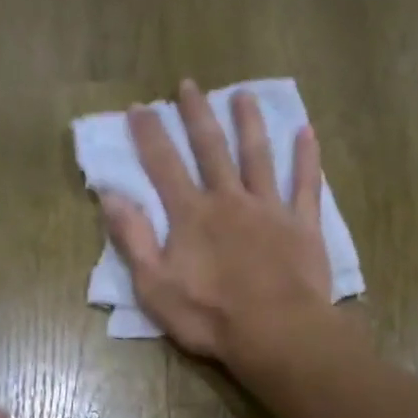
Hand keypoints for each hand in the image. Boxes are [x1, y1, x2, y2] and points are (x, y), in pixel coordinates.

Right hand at [100, 80, 335, 371]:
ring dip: (249, 123)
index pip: (164, 165)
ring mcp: (270, 209)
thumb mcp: (154, 286)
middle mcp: (229, 200)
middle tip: (189, 85)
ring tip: (243, 94)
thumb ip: (132, 239)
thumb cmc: (209, 316)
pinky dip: (307, 157)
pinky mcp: (302, 225)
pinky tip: (307, 132)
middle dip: (197, 115)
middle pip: (211, 148)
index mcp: (191, 215)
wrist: (276, 332)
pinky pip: (306, 184)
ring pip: (258, 156)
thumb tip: (110, 195)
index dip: (149, 135)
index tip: (139, 107)